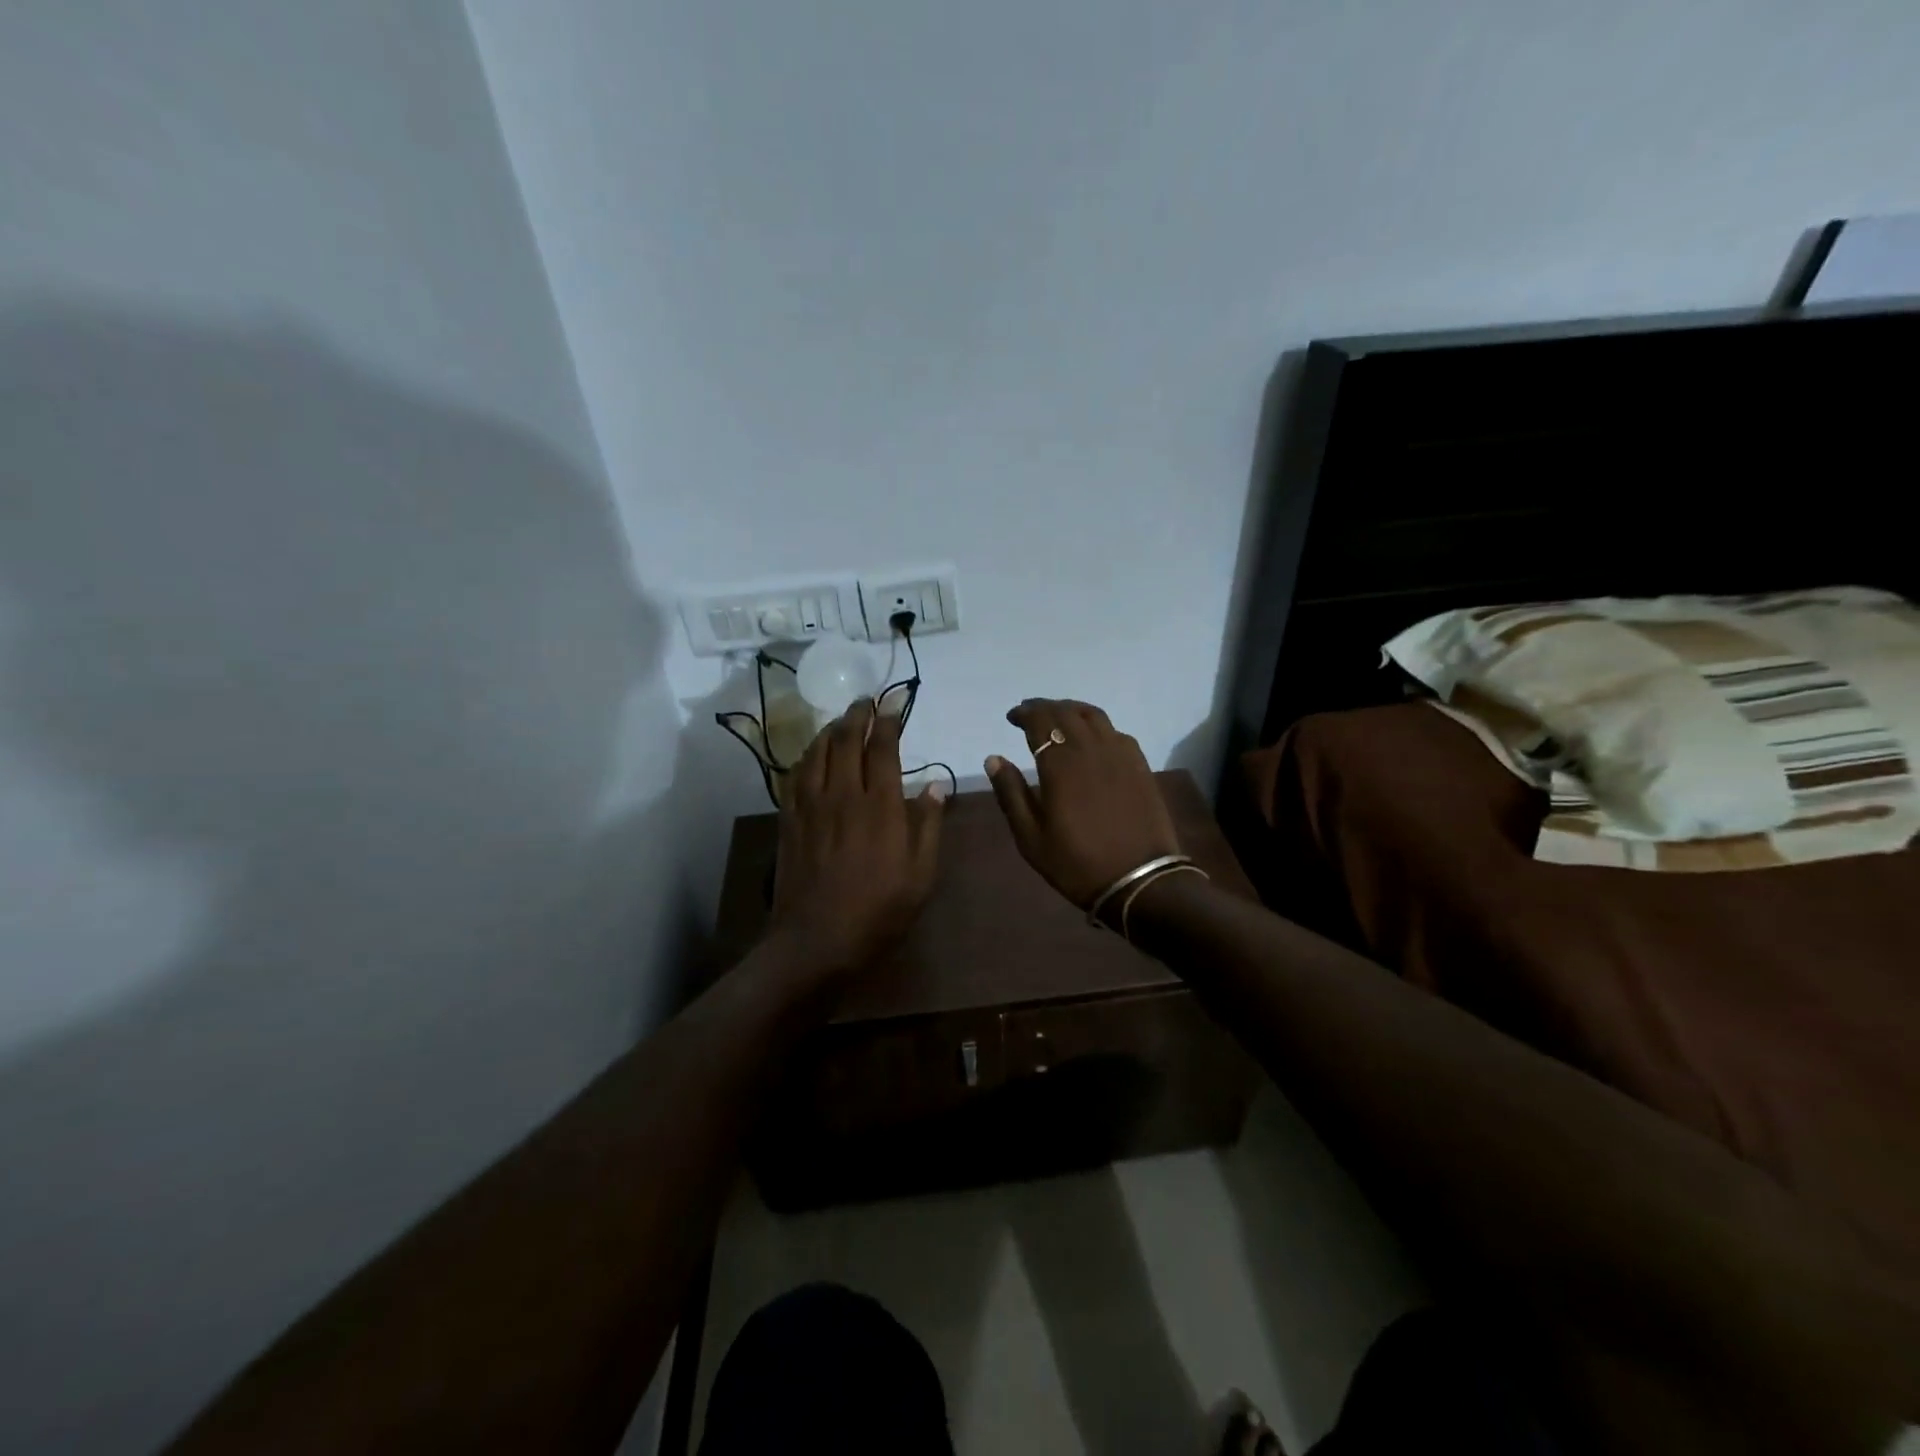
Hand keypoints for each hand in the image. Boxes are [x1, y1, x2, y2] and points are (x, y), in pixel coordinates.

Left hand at [767, 700, 945, 981]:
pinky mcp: (789, 819)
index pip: (882, 748)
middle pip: (846, 740)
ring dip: (831, 729)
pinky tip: (812, 753)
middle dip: (858, 715)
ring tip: (842, 720)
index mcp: (880, 806)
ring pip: (818, 751)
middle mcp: (843, 794)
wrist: (816, 939)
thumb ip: (929, 825)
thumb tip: (935, 785)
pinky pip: (795, 774)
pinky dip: (807, 755)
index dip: (888, 722)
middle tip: (866, 702)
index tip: (894, 706)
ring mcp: (811, 805)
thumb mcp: (921, 874)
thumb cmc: (879, 910)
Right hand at [984, 699, 1179, 915]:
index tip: (1012, 717)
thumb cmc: (1077, 863)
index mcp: (1061, 765)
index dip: (1025, 713)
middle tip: (1030, 713)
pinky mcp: (1140, 766)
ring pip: (1094, 716)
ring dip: (1072, 710)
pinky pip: (1116, 732)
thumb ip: (1011, 793)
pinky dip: (1098, 726)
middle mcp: (1091, 749)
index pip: (1041, 721)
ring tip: (1059, 717)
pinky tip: (1092, 739)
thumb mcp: (1031, 837)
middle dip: (1045, 707)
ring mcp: (1120, 755)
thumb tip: (993, 758)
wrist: (1140, 881)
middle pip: (1066, 713)